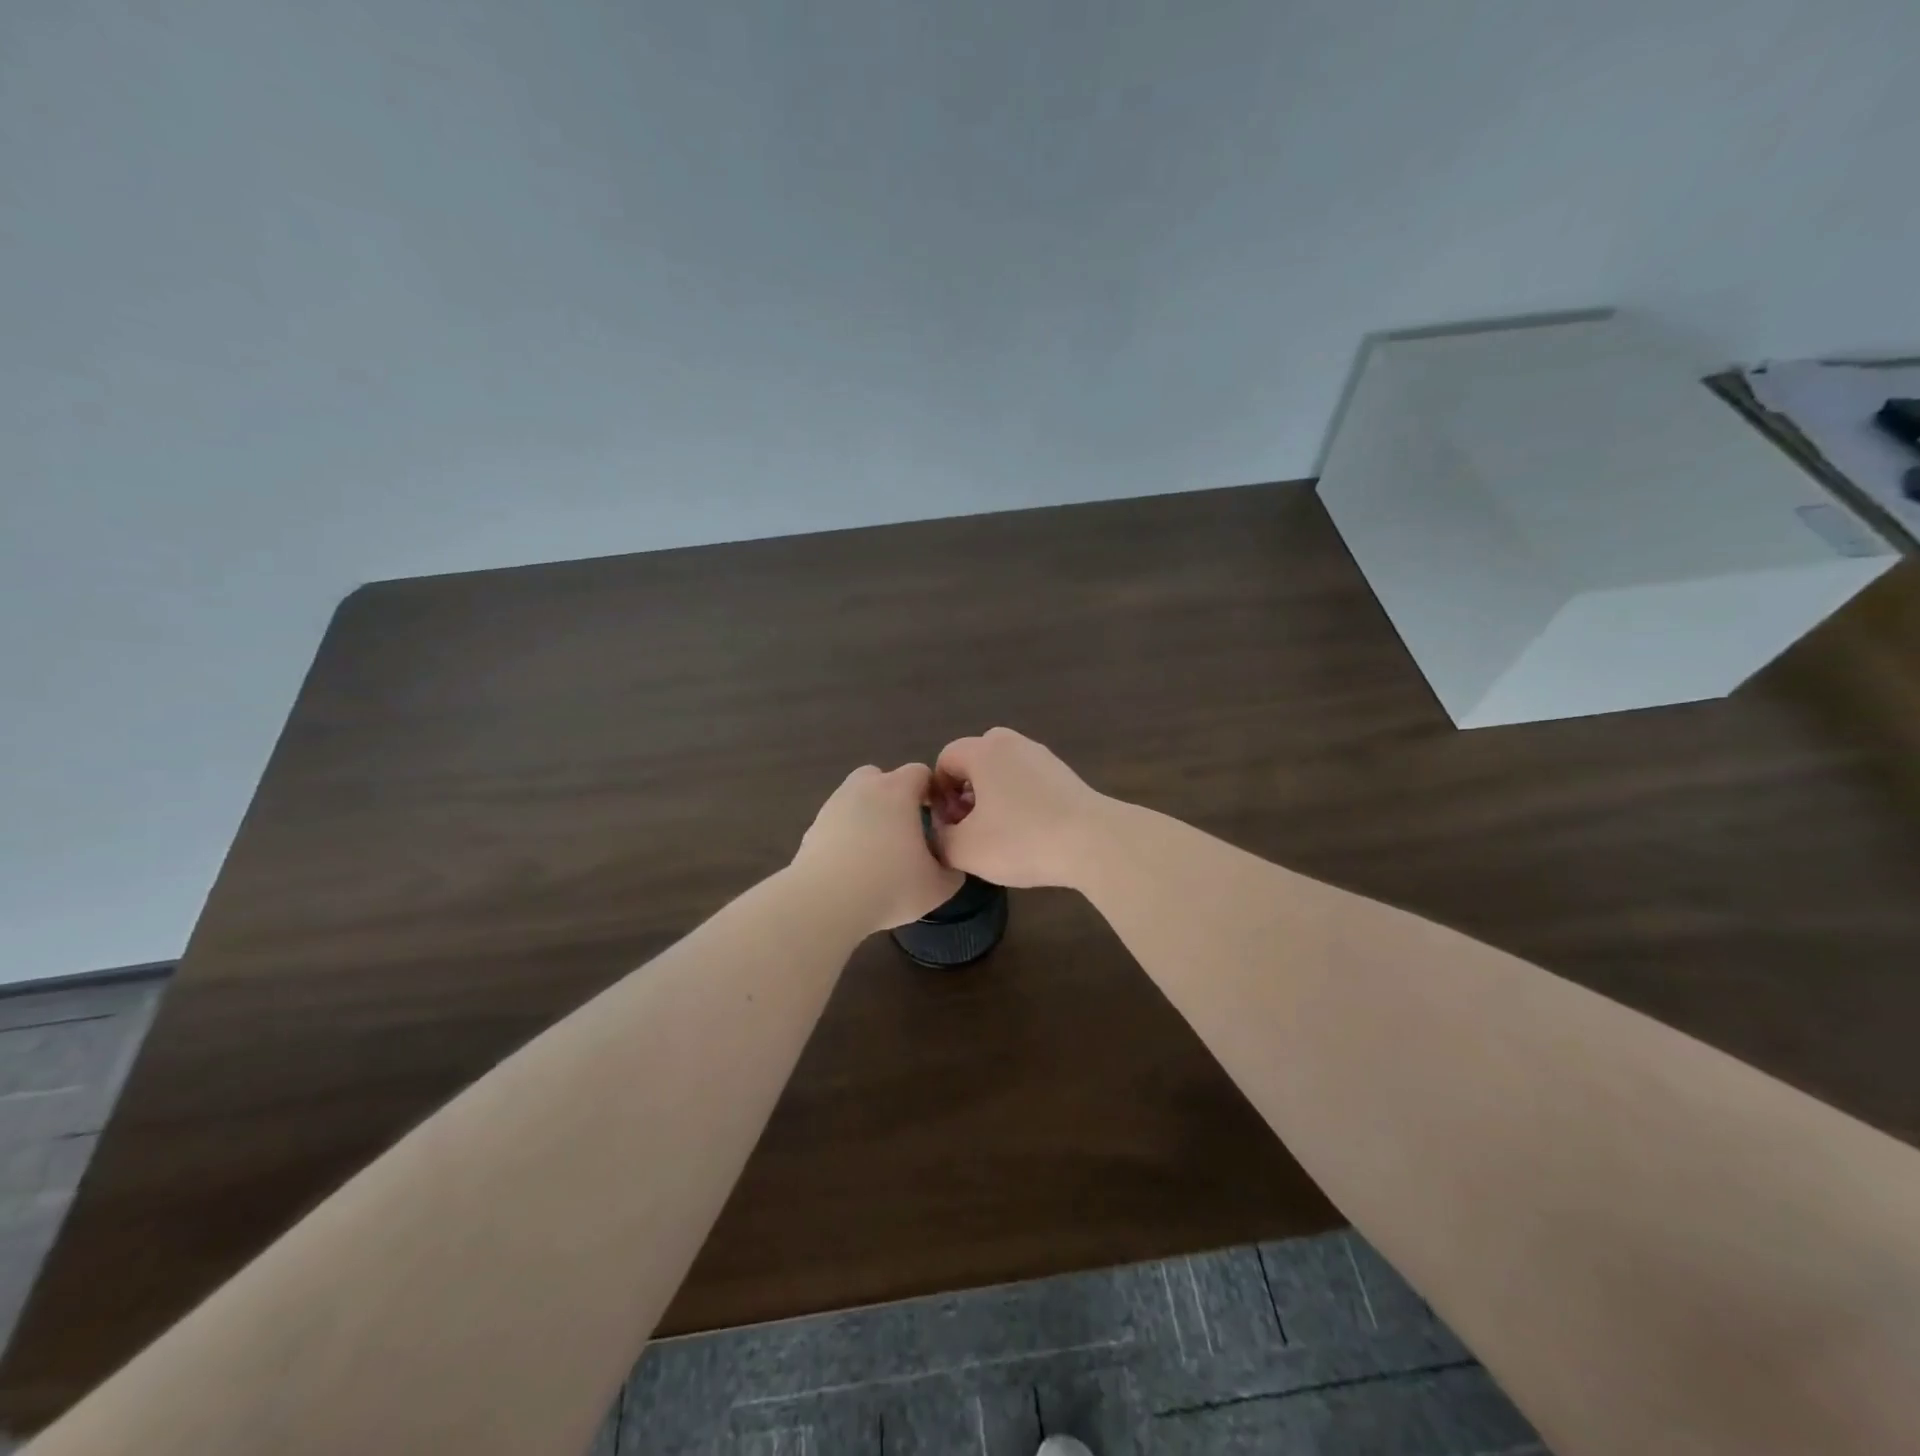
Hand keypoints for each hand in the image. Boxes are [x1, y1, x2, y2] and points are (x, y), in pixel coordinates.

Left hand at [793, 763, 964, 932]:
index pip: (920, 772)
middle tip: (906, 830)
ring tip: (877, 852)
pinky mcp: (812, 829)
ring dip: (868, 815)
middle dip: (895, 796)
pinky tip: (853, 866)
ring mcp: (833, 806)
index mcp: (897, 791)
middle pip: (882, 777)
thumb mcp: (938, 886)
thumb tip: (950, 863)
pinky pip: (837, 823)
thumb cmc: (890, 887)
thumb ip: (952, 869)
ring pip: (856, 799)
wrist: (825, 904)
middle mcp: (863, 788)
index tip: (937, 818)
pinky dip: (846, 835)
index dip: (932, 791)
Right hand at [930, 727, 1105, 888]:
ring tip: (998, 834)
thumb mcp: (964, 849)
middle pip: (974, 761)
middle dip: (965, 792)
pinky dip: (1019, 800)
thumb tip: (941, 834)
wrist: (1094, 843)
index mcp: (983, 750)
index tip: (949, 826)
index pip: (945, 760)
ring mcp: (1042, 756)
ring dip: (992, 798)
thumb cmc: (1021, 840)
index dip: (938, 794)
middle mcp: (1012, 743)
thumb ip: (939, 839)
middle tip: (970, 826)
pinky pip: (1027, 781)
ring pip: (1003, 771)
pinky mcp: (1065, 774)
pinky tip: (1027, 833)